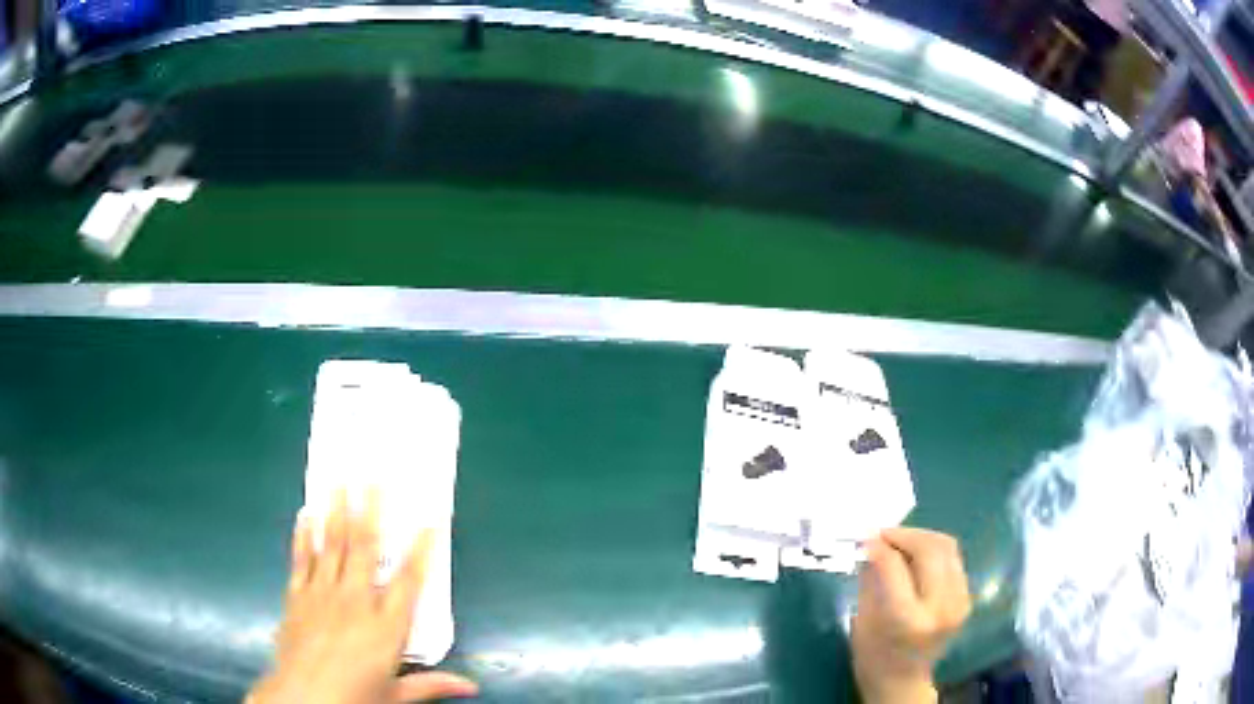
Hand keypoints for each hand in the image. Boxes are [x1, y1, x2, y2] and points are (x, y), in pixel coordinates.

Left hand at [247, 492, 477, 703]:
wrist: (302, 699)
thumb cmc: (354, 697)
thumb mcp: (396, 696)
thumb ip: (432, 685)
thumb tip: (472, 686)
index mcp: (385, 626)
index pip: (409, 580)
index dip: (421, 549)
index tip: (430, 519)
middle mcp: (355, 601)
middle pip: (364, 548)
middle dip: (370, 510)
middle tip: (373, 477)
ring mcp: (322, 594)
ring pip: (331, 545)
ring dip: (335, 511)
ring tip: (338, 480)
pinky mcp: (297, 596)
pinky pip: (301, 559)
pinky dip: (304, 536)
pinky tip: (305, 515)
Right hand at [851, 528, 970, 703]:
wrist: (902, 680)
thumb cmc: (873, 655)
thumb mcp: (863, 619)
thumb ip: (872, 579)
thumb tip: (872, 544)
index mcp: (909, 620)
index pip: (896, 568)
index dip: (880, 547)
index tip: (865, 537)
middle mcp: (941, 607)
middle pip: (930, 550)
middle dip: (905, 535)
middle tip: (883, 534)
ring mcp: (959, 601)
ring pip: (947, 548)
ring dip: (921, 537)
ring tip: (899, 539)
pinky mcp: (966, 597)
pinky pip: (952, 559)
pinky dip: (933, 549)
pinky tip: (915, 554)